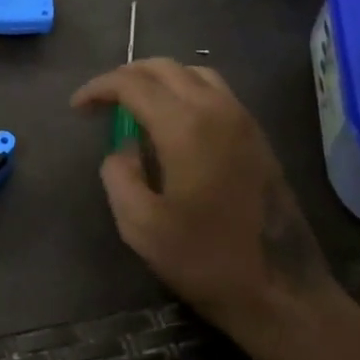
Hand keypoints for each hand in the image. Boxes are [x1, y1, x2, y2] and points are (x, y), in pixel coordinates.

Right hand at [71, 59, 355, 359]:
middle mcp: (217, 110)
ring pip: (194, 73)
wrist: (282, 292)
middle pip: (164, 68)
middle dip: (126, 76)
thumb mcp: (140, 224)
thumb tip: (123, 149)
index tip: (77, 108)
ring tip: (136, 105)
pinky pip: (216, 92)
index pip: (132, 84)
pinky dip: (185, 90)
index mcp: (185, 126)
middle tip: (102, 101)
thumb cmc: (204, 259)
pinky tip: (172, 122)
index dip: (99, 89)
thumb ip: (118, 174)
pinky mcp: (257, 136)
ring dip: (159, 79)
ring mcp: (243, 120)